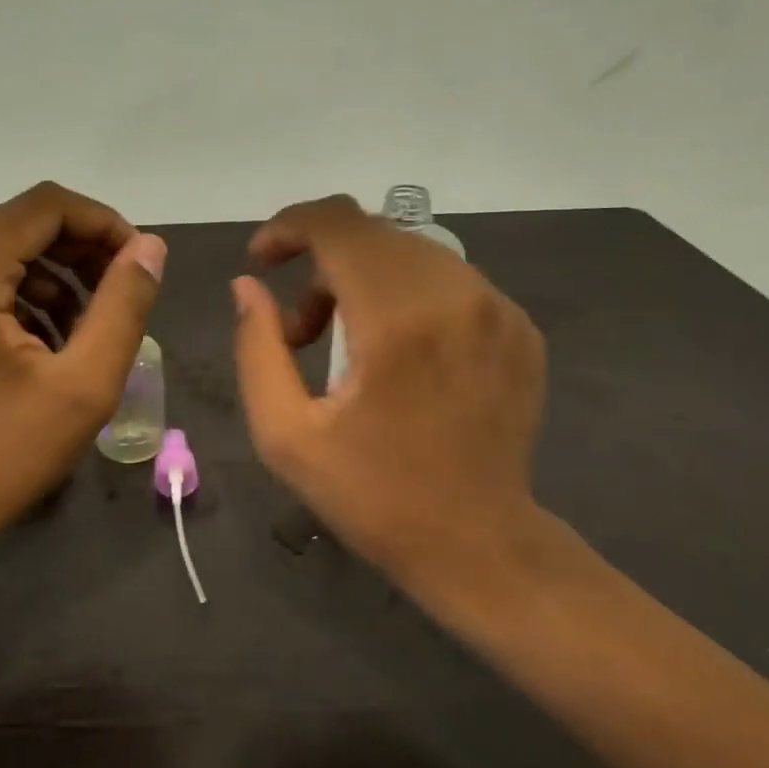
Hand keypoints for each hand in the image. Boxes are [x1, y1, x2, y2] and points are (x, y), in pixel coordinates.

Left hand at [0, 182, 164, 556]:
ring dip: (52, 277)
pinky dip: (18, 296)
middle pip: (19, 224)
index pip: (44, 206)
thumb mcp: (84, 382)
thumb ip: (124, 304)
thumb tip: (149, 247)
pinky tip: (45, 342)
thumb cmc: (4, 453)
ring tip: (87, 327)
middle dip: (80, 252)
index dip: (102, 223)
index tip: (138, 263)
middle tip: (120, 294)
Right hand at [231, 195, 575, 619]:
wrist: (479, 543)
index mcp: (397, 319)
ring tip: (343, 344)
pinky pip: (448, 280)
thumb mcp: (286, 435)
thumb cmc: (373, 496)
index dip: (288, 227)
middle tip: (298, 329)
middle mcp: (456, 295)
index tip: (261, 261)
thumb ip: (256, 348)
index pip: (338, 224)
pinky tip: (397, 352)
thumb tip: (248, 286)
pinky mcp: (520, 327)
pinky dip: (407, 296)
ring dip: (362, 279)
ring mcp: (498, 309)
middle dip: (319, 262)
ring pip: (410, 253)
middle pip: (372, 234)